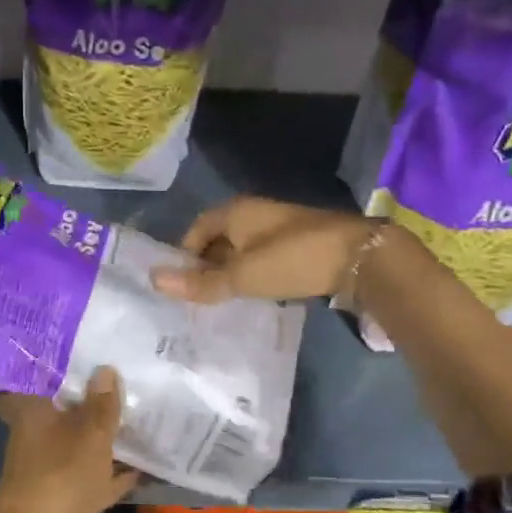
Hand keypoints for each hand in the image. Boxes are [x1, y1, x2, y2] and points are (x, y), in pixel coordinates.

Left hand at [0, 367, 138, 512]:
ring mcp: (50, 477)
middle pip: (59, 419)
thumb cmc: (61, 475)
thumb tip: (105, 370)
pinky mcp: (66, 507)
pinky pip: (93, 483)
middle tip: (117, 389)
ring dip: (101, 443)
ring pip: (78, 452)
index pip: (28, 387)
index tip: (73, 362)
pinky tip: (142, 470)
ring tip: (136, 424)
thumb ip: (101, 405)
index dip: (47, 375)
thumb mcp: (90, 433)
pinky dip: (112, 478)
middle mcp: (35, 444)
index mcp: (31, 418)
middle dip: (84, 408)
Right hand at [151, 196, 376, 303]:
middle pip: (219, 239)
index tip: (181, 284)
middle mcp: (254, 213)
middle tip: (198, 298)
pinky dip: (253, 274)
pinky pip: (263, 257)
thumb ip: (200, 282)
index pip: (196, 229)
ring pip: (242, 250)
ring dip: (231, 272)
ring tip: (223, 301)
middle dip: (206, 266)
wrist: (358, 257)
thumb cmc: (291, 260)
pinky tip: (255, 295)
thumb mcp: (241, 276)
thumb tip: (154, 280)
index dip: (184, 254)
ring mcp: (278, 228)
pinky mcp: (299, 243)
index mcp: (235, 212)